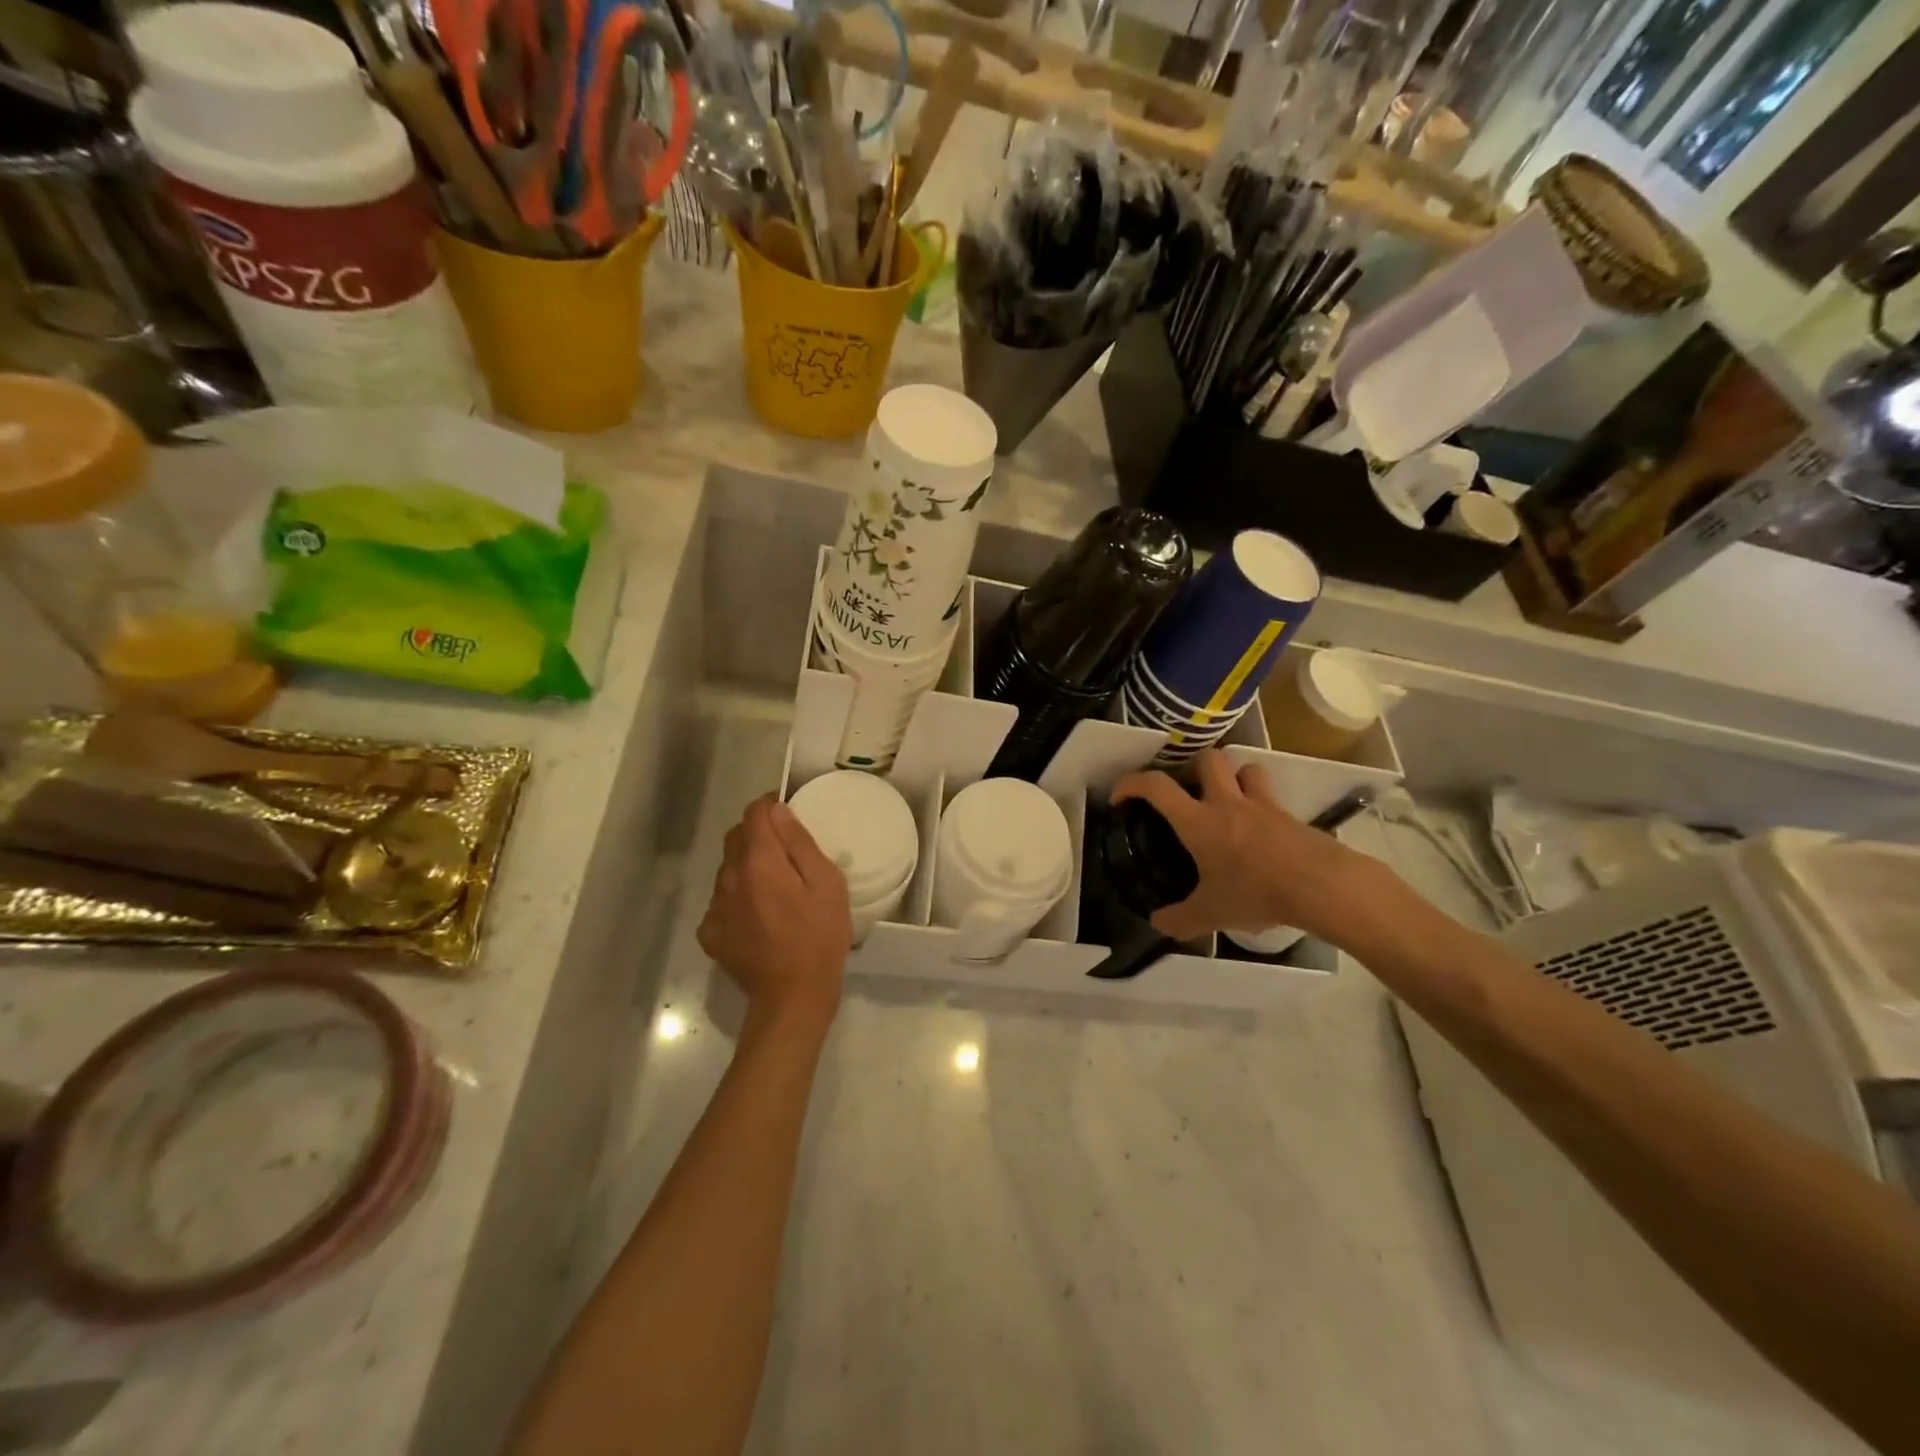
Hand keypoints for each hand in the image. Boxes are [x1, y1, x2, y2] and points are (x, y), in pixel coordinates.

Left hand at [697, 795, 850, 1033]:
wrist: (792, 996)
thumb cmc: (819, 936)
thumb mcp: (826, 883)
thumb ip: (799, 843)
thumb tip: (778, 812)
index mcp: (759, 861)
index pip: (754, 813)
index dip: (770, 805)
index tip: (787, 812)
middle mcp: (729, 877)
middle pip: (736, 838)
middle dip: (757, 834)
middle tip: (785, 851)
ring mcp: (715, 907)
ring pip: (727, 869)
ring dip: (746, 866)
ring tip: (774, 887)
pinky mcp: (710, 933)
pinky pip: (721, 901)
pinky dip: (737, 898)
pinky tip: (757, 916)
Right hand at [1110, 750, 1398, 947]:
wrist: (1322, 887)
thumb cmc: (1256, 893)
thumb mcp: (1211, 914)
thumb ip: (1180, 919)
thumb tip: (1157, 924)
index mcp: (1198, 821)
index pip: (1157, 787)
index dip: (1132, 783)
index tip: (1121, 797)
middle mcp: (1228, 803)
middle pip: (1209, 758)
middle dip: (1194, 767)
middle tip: (1189, 793)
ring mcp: (1264, 806)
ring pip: (1247, 769)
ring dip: (1235, 779)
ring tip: (1228, 803)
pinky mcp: (1291, 817)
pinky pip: (1272, 799)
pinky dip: (1262, 809)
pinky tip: (1261, 836)